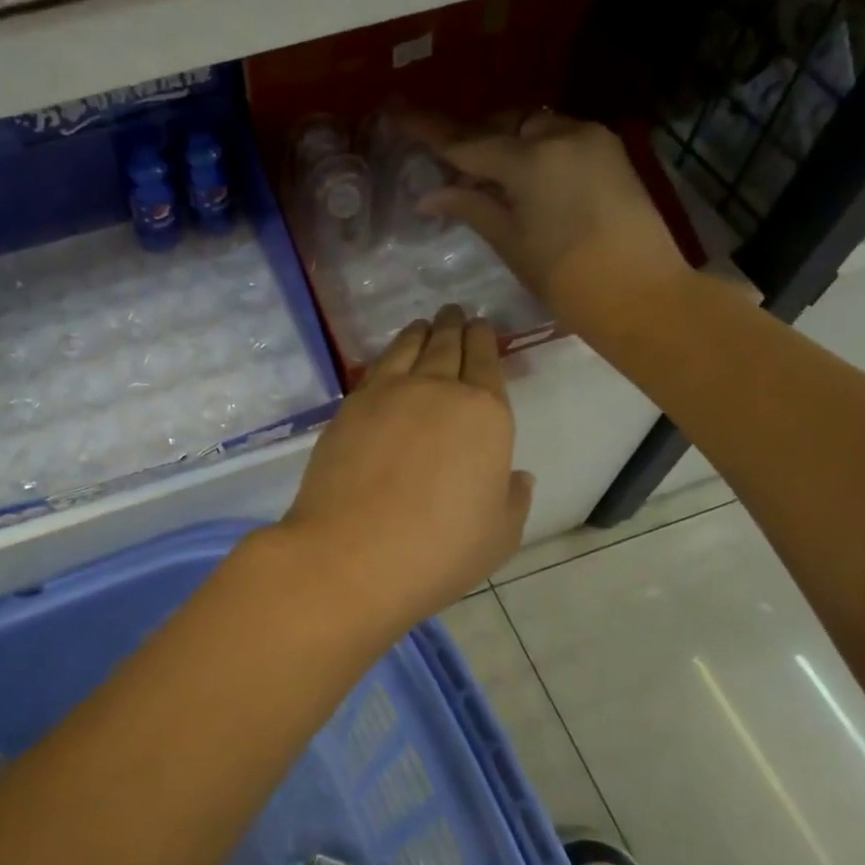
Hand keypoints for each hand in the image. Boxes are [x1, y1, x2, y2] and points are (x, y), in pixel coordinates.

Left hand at [272, 306, 532, 640]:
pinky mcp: (349, 407)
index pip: (487, 363)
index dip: (485, 342)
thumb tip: (515, 475)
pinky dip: (388, 354)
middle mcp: (438, 391)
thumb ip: (511, 498)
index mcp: (485, 415)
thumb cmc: (438, 550)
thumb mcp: (498, 535)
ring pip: (409, 349)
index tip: (482, 326)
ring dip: (421, 332)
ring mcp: (387, 395)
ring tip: (425, 324)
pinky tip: (389, 358)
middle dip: (455, 326)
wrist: (352, 553)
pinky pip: (375, 368)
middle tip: (455, 311)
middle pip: (448, 347)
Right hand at [404, 109, 691, 336]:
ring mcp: (591, 139)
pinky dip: (533, 150)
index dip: (429, 131)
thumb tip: (430, 194)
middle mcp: (562, 134)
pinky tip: (522, 179)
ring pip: (532, 127)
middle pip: (502, 126)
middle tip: (447, 168)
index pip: (466, 142)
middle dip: (472, 140)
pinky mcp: (610, 152)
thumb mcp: (509, 242)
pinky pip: (558, 138)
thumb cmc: (566, 278)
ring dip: (504, 143)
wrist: (643, 294)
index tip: (397, 113)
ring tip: (485, 176)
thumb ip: (470, 206)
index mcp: (531, 159)